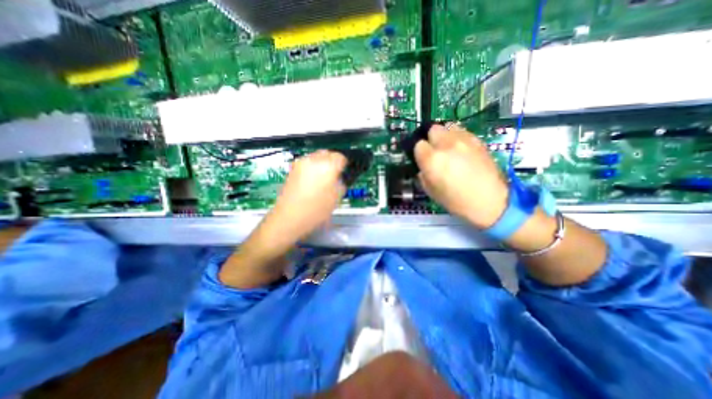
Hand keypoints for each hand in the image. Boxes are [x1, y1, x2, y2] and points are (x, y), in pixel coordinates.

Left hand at [264, 150, 347, 242]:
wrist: (289, 217)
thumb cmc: (316, 210)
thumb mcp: (336, 198)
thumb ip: (341, 183)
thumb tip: (339, 177)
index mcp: (327, 166)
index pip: (340, 157)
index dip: (344, 164)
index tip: (344, 173)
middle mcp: (314, 160)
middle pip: (328, 153)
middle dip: (333, 161)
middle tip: (335, 174)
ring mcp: (301, 163)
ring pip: (316, 156)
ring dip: (322, 163)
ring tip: (323, 178)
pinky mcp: (292, 169)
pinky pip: (307, 163)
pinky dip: (313, 167)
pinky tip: (312, 180)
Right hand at [412, 123, 511, 228]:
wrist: (490, 201)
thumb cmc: (456, 201)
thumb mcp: (431, 191)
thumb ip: (423, 175)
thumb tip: (423, 167)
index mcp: (432, 159)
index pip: (418, 144)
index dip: (419, 153)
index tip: (423, 160)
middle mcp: (446, 144)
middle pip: (433, 129)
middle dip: (431, 139)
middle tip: (435, 152)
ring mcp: (463, 140)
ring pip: (448, 127)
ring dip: (445, 136)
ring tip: (449, 149)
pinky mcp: (477, 141)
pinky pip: (462, 132)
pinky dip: (458, 137)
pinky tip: (462, 150)